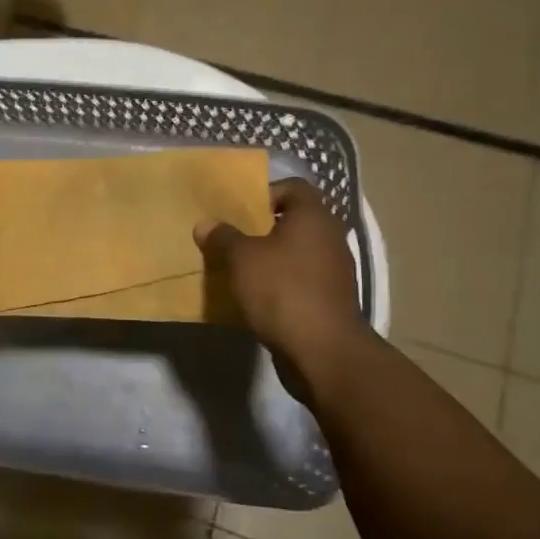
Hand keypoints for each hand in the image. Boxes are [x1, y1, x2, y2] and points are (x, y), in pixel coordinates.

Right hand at [195, 178, 370, 395]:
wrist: (323, 351)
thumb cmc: (282, 290)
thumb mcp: (241, 259)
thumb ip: (222, 237)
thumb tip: (206, 224)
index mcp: (313, 217)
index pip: (293, 187)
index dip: (265, 193)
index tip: (239, 211)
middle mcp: (330, 238)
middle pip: (294, 221)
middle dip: (262, 229)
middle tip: (231, 238)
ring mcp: (334, 271)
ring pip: (296, 252)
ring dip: (270, 258)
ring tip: (238, 269)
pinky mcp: (330, 300)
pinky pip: (300, 280)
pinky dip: (280, 283)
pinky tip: (255, 296)